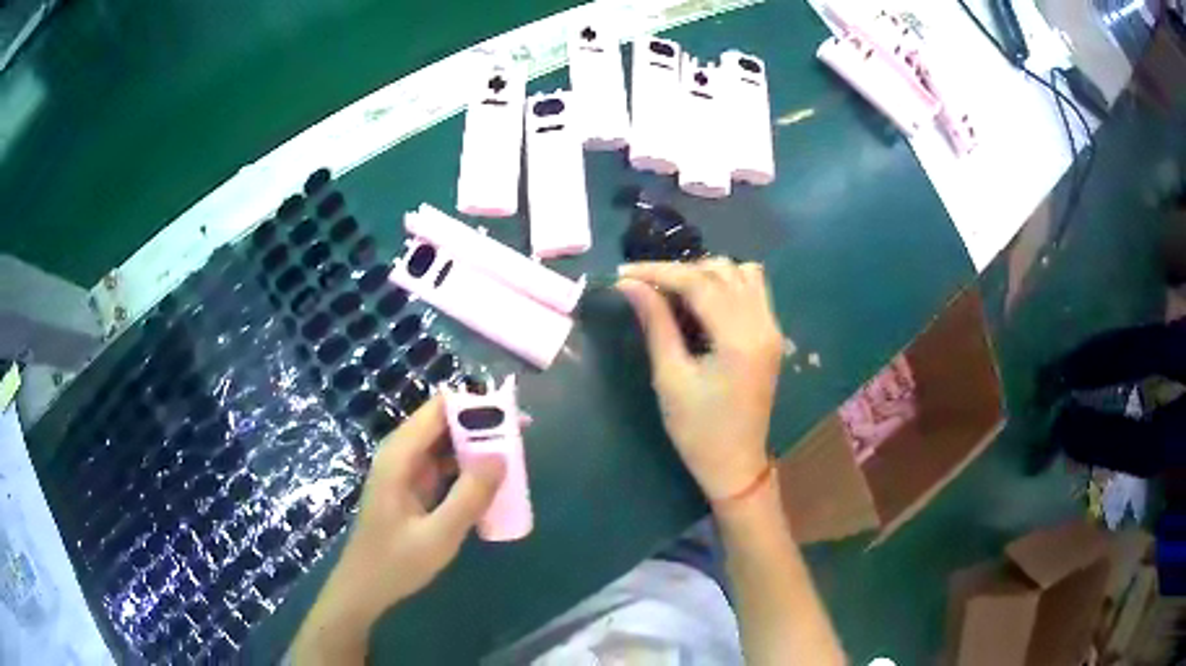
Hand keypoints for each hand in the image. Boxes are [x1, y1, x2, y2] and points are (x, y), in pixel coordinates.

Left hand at [291, 395, 504, 663]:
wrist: (365, 587)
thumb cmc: (396, 563)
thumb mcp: (439, 536)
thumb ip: (469, 497)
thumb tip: (501, 456)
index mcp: (400, 456)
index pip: (439, 409)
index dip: (476, 406)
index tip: (512, 418)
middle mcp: (401, 453)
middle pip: (444, 421)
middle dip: (482, 424)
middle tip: (521, 438)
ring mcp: (406, 469)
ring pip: (446, 441)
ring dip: (478, 446)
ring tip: (514, 457)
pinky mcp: (412, 485)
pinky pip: (444, 464)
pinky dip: (468, 467)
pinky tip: (490, 482)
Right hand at [617, 258, 783, 501]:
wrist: (736, 464)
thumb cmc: (698, 430)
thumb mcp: (670, 377)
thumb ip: (655, 324)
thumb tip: (629, 285)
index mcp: (739, 339)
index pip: (698, 282)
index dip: (658, 272)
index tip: (623, 273)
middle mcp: (763, 324)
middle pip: (722, 271)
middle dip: (680, 271)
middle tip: (645, 287)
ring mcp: (772, 328)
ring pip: (742, 273)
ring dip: (706, 273)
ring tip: (675, 292)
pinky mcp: (771, 335)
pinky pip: (753, 290)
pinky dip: (727, 284)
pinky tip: (704, 301)